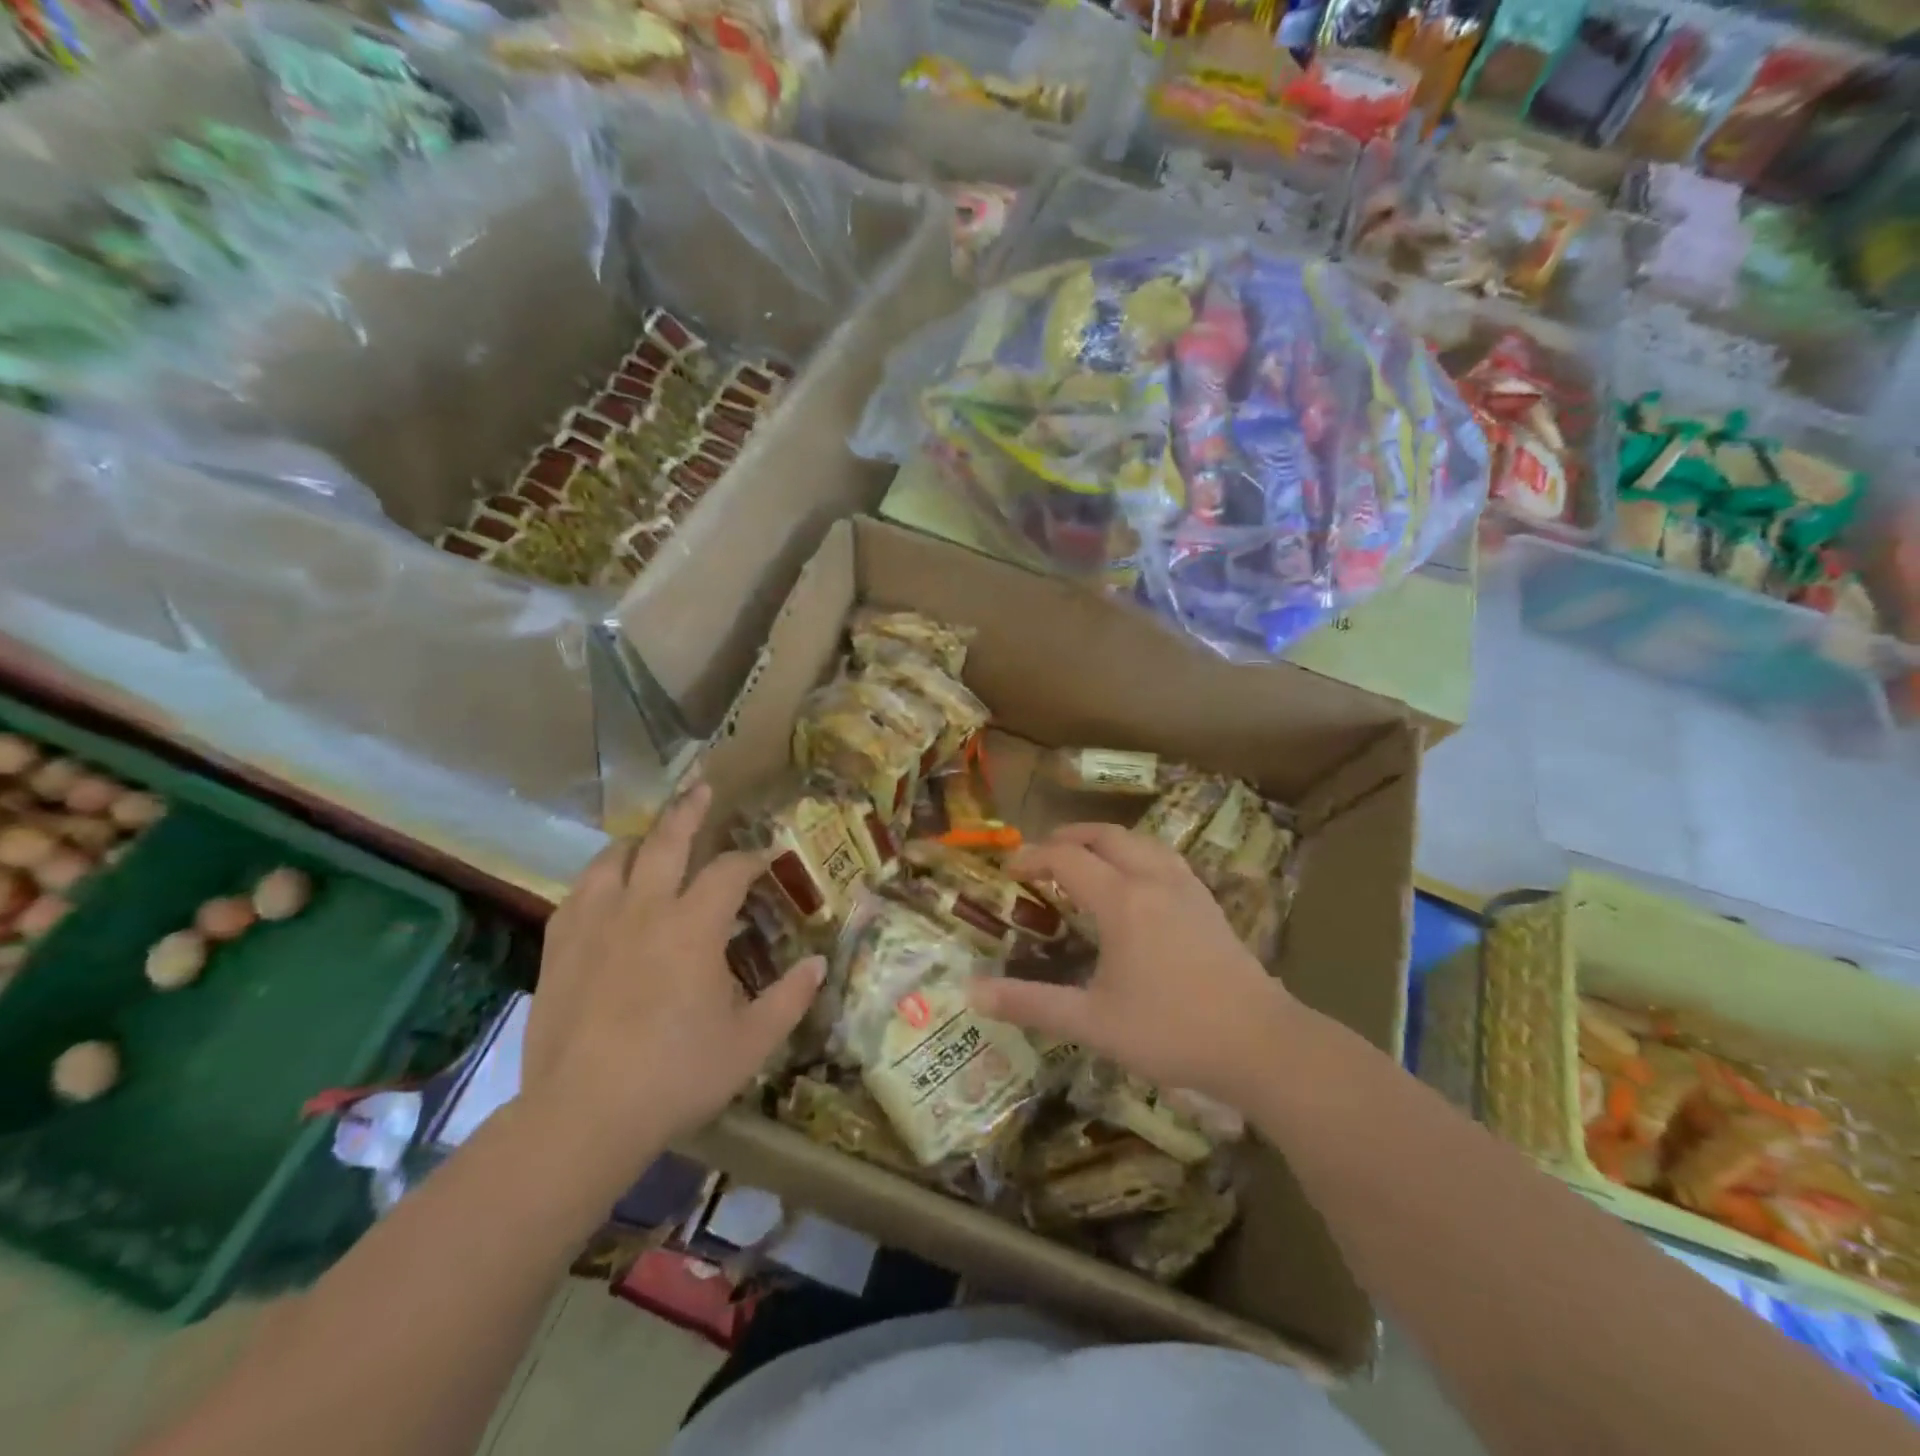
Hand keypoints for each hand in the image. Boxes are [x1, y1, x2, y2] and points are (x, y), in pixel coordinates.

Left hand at [522, 783, 823, 1164]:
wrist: (582, 1116)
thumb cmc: (677, 1076)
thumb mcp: (751, 1043)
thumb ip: (791, 998)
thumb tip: (820, 964)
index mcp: (694, 926)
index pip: (729, 871)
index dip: (751, 859)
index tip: (765, 859)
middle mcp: (644, 909)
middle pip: (667, 840)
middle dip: (690, 810)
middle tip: (702, 787)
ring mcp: (595, 924)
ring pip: (613, 858)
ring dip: (638, 841)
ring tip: (648, 838)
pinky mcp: (559, 947)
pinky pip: (578, 893)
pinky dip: (598, 879)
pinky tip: (603, 889)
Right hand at [971, 823, 1297, 1109]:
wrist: (1260, 1043)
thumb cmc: (1170, 1031)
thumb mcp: (1092, 1022)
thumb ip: (1031, 1003)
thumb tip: (972, 992)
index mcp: (1121, 900)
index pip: (1066, 858)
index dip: (1033, 857)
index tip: (1010, 869)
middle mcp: (1153, 880)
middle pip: (1106, 836)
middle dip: (1069, 836)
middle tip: (1043, 855)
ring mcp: (1186, 888)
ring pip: (1141, 841)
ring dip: (1106, 840)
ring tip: (1086, 858)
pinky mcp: (1208, 904)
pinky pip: (1165, 858)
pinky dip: (1138, 853)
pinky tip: (1139, 881)